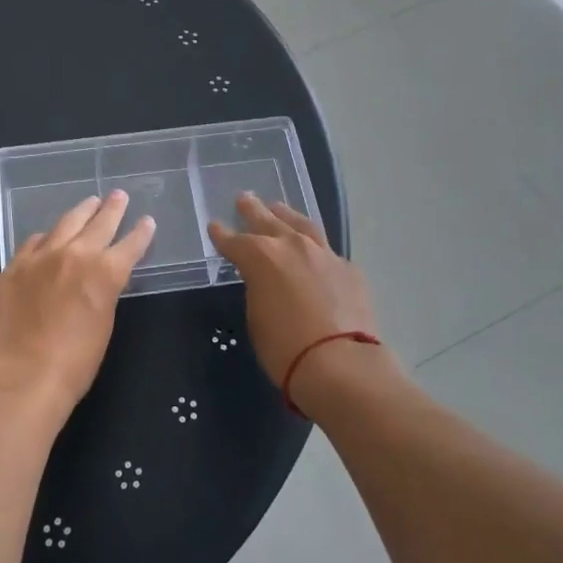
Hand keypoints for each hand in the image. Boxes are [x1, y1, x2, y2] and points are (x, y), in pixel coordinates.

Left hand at [0, 191, 155, 421]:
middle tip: (119, 196)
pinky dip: (47, 237)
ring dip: (80, 212)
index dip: (141, 233)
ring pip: (64, 224)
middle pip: (98, 223)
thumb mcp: (103, 325)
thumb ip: (104, 293)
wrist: (22, 378)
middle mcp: (74, 254)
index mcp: (104, 272)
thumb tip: (100, 280)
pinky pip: (34, 242)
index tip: (147, 221)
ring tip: (89, 203)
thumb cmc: (74, 364)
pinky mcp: (13, 267)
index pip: (130, 244)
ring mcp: (39, 257)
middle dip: (112, 209)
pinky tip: (48, 236)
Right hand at [208, 194, 379, 386]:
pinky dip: (314, 247)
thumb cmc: (285, 348)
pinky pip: (326, 250)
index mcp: (261, 257)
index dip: (222, 235)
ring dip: (287, 215)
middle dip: (253, 210)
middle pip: (268, 220)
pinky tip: (313, 250)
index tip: (214, 227)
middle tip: (244, 198)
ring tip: (279, 207)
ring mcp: (324, 254)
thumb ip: (258, 289)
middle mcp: (292, 246)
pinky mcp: (348, 269)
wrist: (341, 363)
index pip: (234, 241)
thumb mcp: (256, 317)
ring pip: (301, 225)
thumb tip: (266, 282)